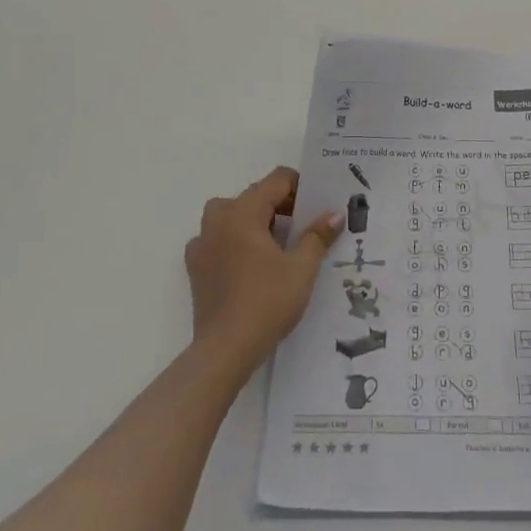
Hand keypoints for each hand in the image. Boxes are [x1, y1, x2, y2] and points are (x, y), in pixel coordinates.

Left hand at [185, 167, 341, 370]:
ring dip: (257, 221)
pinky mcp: (196, 266)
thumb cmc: (267, 302)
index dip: (300, 187)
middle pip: (254, 195)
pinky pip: (219, 239)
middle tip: (304, 228)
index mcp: (243, 211)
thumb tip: (334, 214)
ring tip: (278, 246)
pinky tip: (252, 265)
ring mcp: (202, 242)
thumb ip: (317, 236)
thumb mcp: (302, 268)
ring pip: (233, 215)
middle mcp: (218, 219)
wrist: (225, 350)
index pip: (276, 180)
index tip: (317, 206)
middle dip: (280, 205)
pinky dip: (237, 241)